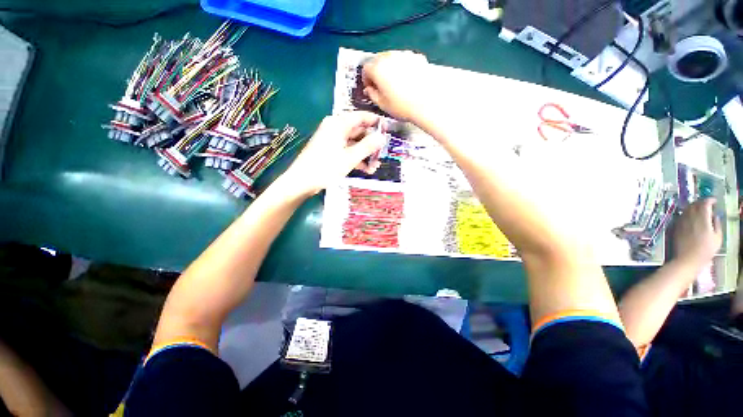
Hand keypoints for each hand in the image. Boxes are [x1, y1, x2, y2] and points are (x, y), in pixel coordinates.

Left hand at [280, 111, 383, 195]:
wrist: (302, 181)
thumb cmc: (326, 167)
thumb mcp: (350, 157)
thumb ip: (368, 146)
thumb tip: (382, 137)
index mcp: (338, 124)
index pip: (361, 117)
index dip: (375, 122)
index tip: (388, 130)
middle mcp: (335, 128)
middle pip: (359, 131)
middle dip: (371, 143)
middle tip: (382, 154)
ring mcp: (332, 140)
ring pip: (354, 143)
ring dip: (365, 154)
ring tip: (375, 166)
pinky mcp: (330, 150)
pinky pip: (347, 150)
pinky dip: (356, 158)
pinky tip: (365, 169)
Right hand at [362, 51, 435, 121]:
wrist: (427, 103)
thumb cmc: (402, 106)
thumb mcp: (382, 105)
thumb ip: (372, 95)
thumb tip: (369, 89)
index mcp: (378, 68)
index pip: (366, 68)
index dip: (366, 79)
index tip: (370, 88)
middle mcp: (390, 56)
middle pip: (378, 59)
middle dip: (377, 71)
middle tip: (381, 85)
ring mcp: (405, 54)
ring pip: (392, 57)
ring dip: (390, 67)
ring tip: (395, 83)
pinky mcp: (417, 57)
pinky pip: (405, 60)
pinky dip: (403, 67)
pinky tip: (408, 79)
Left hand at [673, 198, 721, 266]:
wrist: (687, 259)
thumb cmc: (705, 250)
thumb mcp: (717, 237)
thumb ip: (717, 224)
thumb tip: (714, 216)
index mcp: (702, 218)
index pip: (705, 203)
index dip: (710, 200)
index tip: (714, 201)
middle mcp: (690, 217)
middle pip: (695, 204)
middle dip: (702, 202)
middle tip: (708, 205)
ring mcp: (681, 221)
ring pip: (687, 209)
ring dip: (694, 207)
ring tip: (700, 211)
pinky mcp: (675, 226)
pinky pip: (681, 215)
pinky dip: (687, 213)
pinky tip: (691, 218)